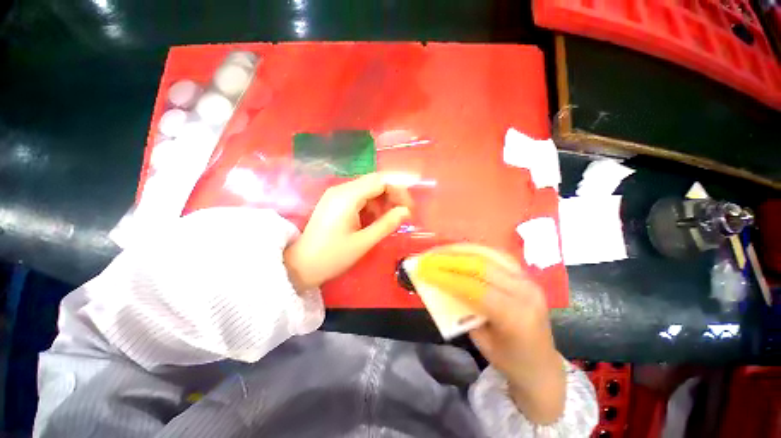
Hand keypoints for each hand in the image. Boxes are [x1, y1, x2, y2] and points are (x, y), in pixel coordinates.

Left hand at [284, 173, 412, 291]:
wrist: (301, 265)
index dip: (399, 191)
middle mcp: (341, 189)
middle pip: (375, 182)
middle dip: (392, 195)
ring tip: (388, 220)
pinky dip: (371, 205)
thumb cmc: (332, 256)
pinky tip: (373, 220)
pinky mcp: (335, 202)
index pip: (381, 181)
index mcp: (347, 196)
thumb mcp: (363, 242)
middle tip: (402, 214)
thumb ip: (387, 224)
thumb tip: (406, 211)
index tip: (408, 208)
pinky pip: (359, 197)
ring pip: (368, 189)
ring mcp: (336, 194)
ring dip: (382, 201)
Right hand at [427, 244, 565, 424]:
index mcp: (516, 316)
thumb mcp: (480, 340)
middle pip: (482, 266)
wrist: (543, 366)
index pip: (475, 288)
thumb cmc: (510, 361)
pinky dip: (475, 251)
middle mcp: (525, 292)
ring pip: (489, 255)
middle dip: (450, 258)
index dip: (446, 277)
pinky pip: (496, 256)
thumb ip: (462, 310)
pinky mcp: (525, 275)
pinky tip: (460, 251)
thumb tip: (441, 286)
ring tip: (441, 250)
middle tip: (429, 256)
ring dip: (461, 250)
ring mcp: (528, 280)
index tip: (424, 270)